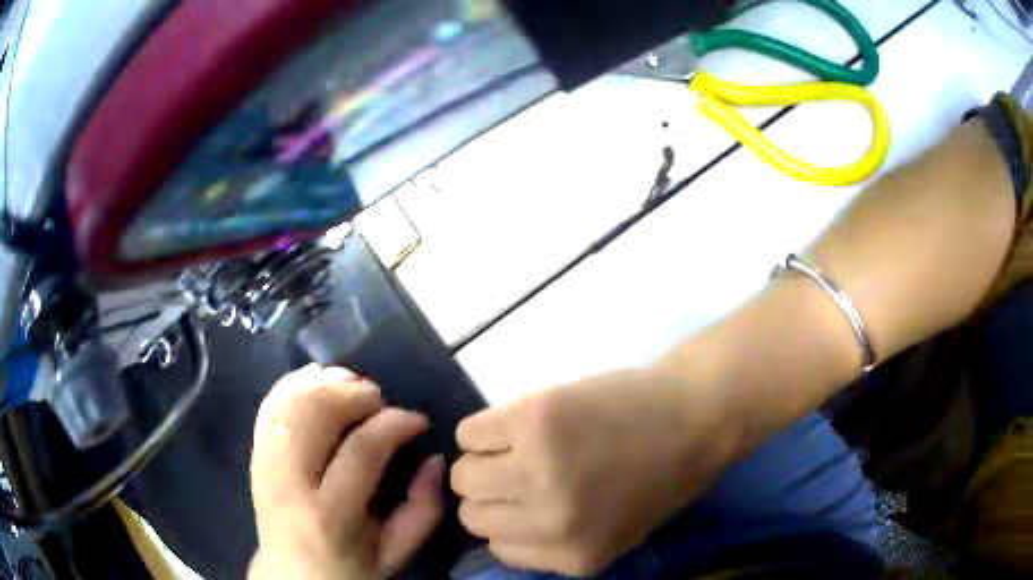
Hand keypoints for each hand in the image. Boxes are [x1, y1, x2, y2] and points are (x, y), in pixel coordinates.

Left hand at [249, 365, 444, 579]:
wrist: (291, 575)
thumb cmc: (349, 568)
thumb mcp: (395, 553)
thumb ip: (423, 511)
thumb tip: (436, 460)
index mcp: (329, 516)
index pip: (361, 450)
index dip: (394, 423)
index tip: (417, 419)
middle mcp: (288, 483)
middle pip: (316, 412)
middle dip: (356, 394)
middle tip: (381, 401)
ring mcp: (264, 464)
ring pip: (290, 400)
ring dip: (327, 383)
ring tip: (353, 389)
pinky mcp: (254, 453)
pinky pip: (270, 403)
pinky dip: (296, 382)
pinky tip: (320, 380)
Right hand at [451, 368, 742, 575]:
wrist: (696, 415)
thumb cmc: (661, 474)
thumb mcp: (614, 535)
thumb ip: (555, 546)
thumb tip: (497, 530)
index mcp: (574, 556)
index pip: (498, 546)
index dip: (508, 521)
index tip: (520, 502)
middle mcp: (551, 522)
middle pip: (472, 513)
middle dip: (491, 494)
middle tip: (517, 471)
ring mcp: (539, 469)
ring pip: (464, 474)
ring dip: (483, 461)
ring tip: (517, 446)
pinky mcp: (532, 419)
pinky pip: (470, 431)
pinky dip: (484, 430)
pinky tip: (516, 424)